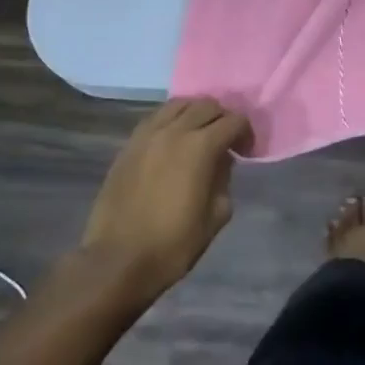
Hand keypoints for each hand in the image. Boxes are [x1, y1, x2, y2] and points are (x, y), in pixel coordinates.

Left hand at [80, 97, 250, 296]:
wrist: (118, 260)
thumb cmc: (173, 243)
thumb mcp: (216, 216)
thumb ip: (224, 180)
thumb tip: (221, 162)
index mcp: (200, 147)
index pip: (233, 121)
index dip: (246, 133)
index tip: (246, 152)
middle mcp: (174, 131)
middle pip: (206, 105)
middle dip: (223, 118)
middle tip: (226, 141)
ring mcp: (147, 135)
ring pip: (178, 104)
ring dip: (195, 113)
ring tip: (199, 135)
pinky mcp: (128, 145)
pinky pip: (155, 118)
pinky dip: (171, 121)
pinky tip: (173, 141)